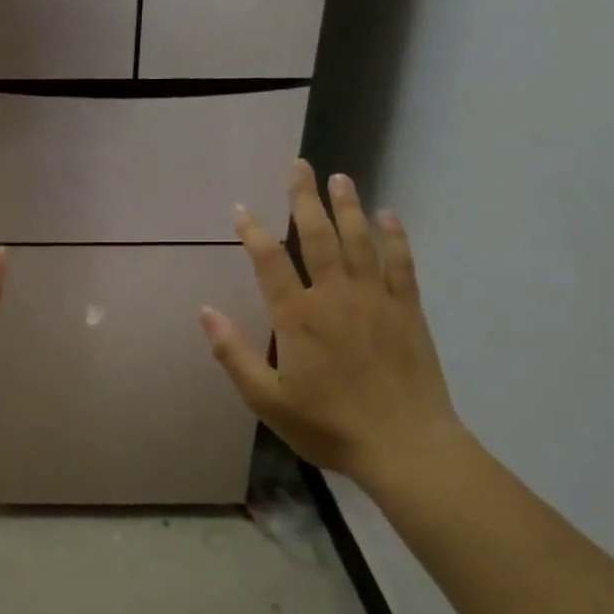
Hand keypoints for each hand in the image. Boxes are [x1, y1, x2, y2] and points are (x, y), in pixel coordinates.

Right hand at [201, 160, 462, 486]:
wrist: (406, 446)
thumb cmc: (329, 425)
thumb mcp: (267, 400)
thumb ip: (233, 354)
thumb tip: (205, 312)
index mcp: (297, 317)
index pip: (269, 261)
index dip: (253, 231)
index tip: (241, 209)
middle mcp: (335, 296)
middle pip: (317, 236)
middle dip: (304, 199)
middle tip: (299, 166)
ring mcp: (375, 299)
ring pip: (359, 241)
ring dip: (347, 206)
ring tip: (339, 177)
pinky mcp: (407, 310)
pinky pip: (401, 263)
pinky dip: (395, 237)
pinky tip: (389, 215)